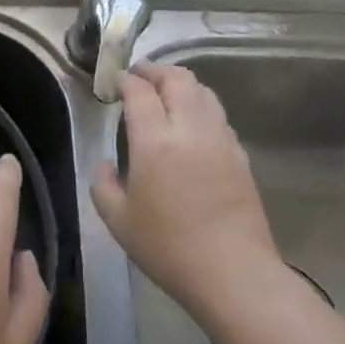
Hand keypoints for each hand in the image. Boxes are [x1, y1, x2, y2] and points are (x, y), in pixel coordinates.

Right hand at [92, 64, 292, 332]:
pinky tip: (193, 125)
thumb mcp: (118, 220)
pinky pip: (219, 117)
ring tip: (168, 93)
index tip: (116, 81)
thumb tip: (104, 165)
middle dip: (157, 71)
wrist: (232, 272)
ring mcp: (221, 140)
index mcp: (155, 141)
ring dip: (183, 84)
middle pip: (178, 80)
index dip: (126, 80)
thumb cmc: (167, 247)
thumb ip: (103, 185)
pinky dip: (202, 107)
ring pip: (205, 93)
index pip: (140, 92)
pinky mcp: (241, 156)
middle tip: (141, 76)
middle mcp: (190, 130)